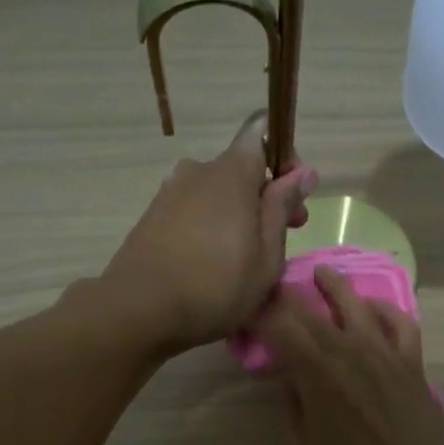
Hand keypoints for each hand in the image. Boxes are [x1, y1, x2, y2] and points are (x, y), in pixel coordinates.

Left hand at [101, 113, 315, 352]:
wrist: (139, 310)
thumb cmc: (216, 286)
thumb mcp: (266, 255)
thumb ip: (282, 208)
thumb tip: (303, 172)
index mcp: (232, 172)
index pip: (262, 134)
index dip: (284, 159)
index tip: (295, 198)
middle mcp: (198, 171)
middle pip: (240, 169)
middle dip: (265, 196)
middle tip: (282, 240)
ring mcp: (170, 192)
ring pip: (216, 193)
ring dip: (237, 215)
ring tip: (245, 260)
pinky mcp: (152, 217)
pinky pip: (193, 211)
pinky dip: (210, 228)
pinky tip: (213, 265)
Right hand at [258, 266, 443, 444]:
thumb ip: (291, 402)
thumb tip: (288, 375)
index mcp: (316, 373)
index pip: (280, 327)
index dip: (260, 313)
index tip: (246, 308)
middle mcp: (349, 351)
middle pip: (312, 309)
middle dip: (288, 294)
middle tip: (274, 286)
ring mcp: (385, 352)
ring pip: (357, 304)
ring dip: (335, 285)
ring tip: (323, 274)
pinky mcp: (412, 361)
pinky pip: (401, 322)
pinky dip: (385, 309)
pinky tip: (372, 307)